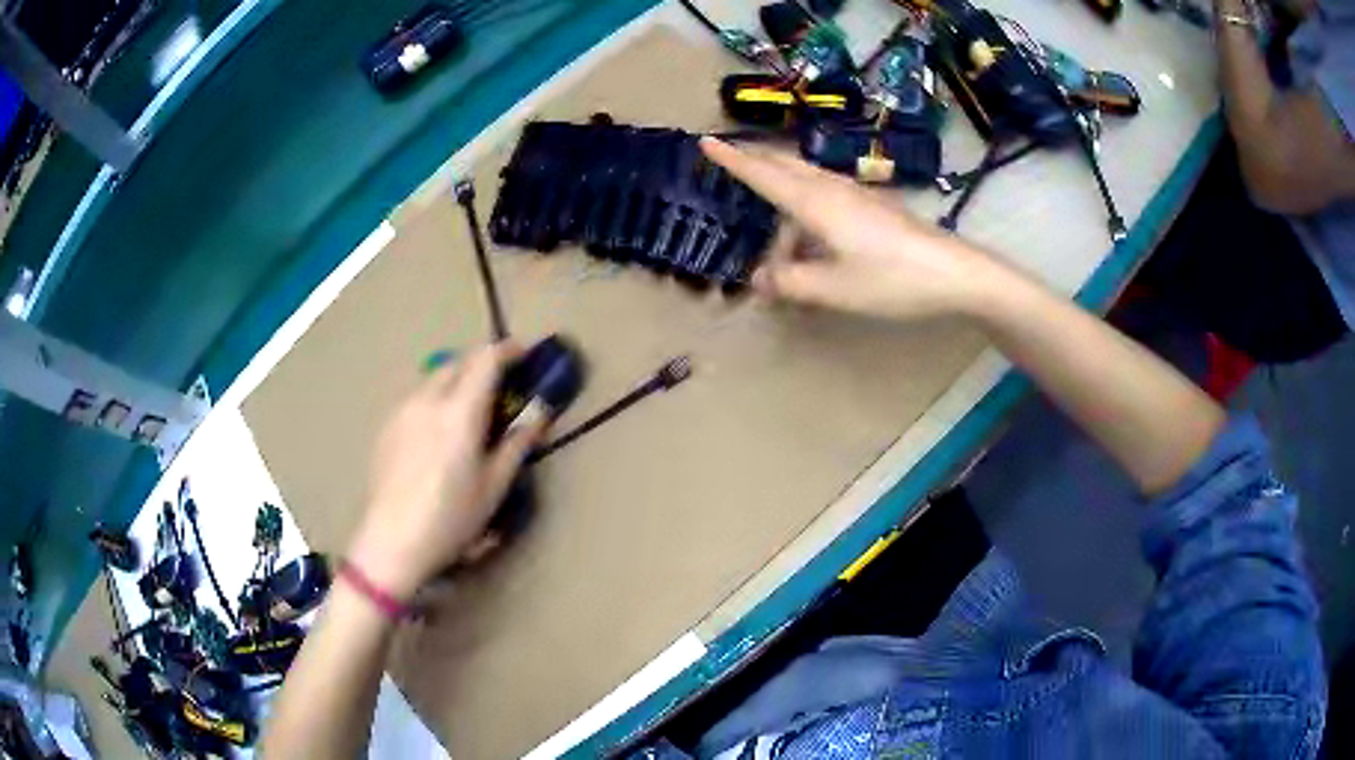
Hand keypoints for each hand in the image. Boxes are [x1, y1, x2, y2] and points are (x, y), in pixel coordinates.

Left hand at [345, 343, 547, 599]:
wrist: (392, 540)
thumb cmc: (451, 518)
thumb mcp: (493, 486)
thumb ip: (517, 444)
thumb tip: (539, 415)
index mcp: (460, 411)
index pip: (485, 360)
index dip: (507, 350)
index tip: (524, 354)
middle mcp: (428, 400)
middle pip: (457, 362)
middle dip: (481, 363)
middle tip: (500, 384)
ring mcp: (402, 411)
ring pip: (433, 379)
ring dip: (456, 380)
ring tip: (468, 408)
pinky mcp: (386, 427)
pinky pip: (416, 398)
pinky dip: (435, 399)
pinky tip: (437, 431)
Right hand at [701, 137, 997, 320]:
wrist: (952, 272)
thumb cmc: (890, 278)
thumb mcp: (834, 289)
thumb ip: (790, 283)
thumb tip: (759, 278)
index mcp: (815, 203)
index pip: (763, 175)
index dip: (733, 161)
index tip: (705, 142)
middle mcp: (832, 189)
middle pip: (785, 167)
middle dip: (755, 162)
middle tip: (729, 161)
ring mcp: (856, 194)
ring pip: (806, 181)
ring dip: (782, 191)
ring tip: (771, 223)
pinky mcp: (873, 206)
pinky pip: (826, 195)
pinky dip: (805, 205)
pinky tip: (811, 232)